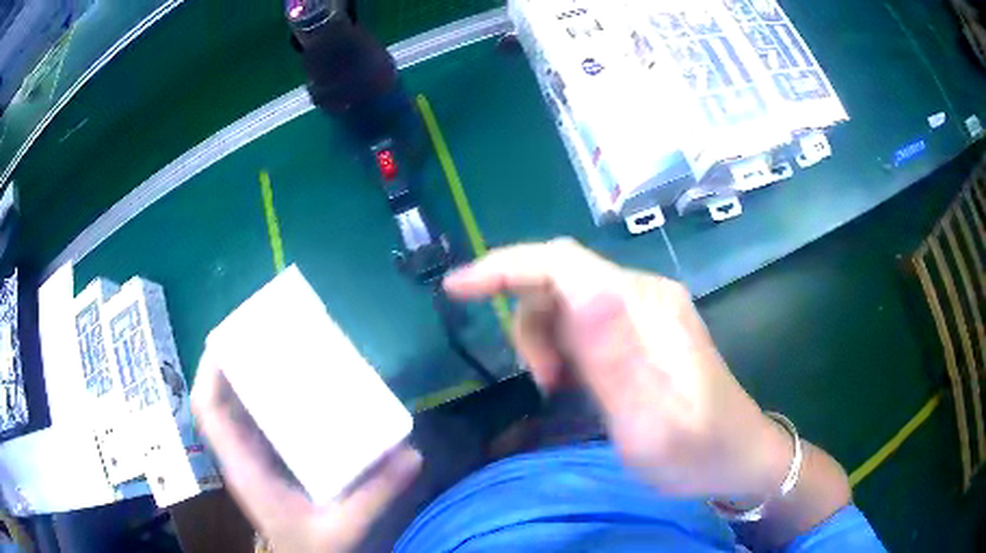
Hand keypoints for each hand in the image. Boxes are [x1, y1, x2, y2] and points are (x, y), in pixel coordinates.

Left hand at [191, 353, 421, 552]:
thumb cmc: (310, 546)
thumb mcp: (343, 526)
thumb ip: (375, 494)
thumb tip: (411, 453)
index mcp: (245, 467)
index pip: (210, 412)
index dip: (211, 373)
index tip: (227, 338)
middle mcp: (242, 454)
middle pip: (222, 396)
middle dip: (235, 359)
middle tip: (266, 330)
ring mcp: (253, 455)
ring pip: (238, 404)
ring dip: (251, 373)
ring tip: (280, 346)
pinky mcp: (269, 458)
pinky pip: (259, 416)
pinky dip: (268, 394)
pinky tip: (298, 384)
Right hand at [444, 238, 790, 498]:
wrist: (738, 457)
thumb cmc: (697, 452)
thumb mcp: (653, 423)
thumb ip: (615, 359)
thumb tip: (577, 291)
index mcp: (646, 308)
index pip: (562, 263)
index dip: (504, 267)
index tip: (456, 289)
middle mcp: (644, 295)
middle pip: (559, 279)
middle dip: (530, 324)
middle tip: (544, 384)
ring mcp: (646, 310)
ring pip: (567, 300)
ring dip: (546, 339)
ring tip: (561, 389)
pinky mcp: (644, 329)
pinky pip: (584, 320)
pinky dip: (564, 346)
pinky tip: (577, 382)